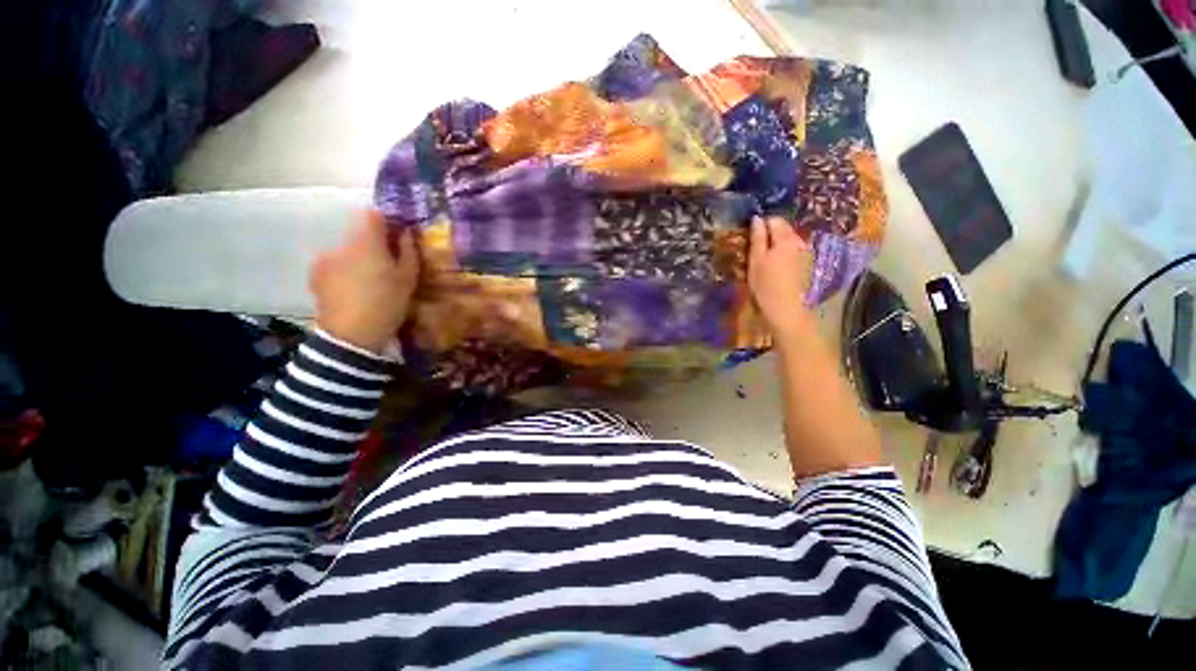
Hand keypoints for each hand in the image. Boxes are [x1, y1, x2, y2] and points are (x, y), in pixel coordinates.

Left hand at [310, 212, 418, 353]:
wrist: (352, 334)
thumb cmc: (388, 303)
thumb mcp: (408, 279)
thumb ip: (408, 251)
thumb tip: (406, 232)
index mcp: (367, 243)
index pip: (373, 215)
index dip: (386, 221)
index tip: (396, 234)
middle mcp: (342, 244)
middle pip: (359, 234)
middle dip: (373, 245)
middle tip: (386, 265)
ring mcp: (325, 258)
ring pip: (346, 250)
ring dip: (357, 258)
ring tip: (368, 281)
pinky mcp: (315, 274)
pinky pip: (334, 264)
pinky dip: (344, 270)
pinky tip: (352, 289)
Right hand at [748, 216, 815, 342]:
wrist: (786, 309)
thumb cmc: (766, 285)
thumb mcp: (756, 260)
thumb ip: (757, 238)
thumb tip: (757, 218)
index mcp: (786, 239)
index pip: (774, 220)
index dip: (761, 225)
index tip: (751, 237)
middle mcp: (799, 241)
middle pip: (784, 229)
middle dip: (771, 234)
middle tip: (756, 249)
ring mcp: (806, 253)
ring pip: (790, 240)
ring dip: (778, 245)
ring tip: (766, 260)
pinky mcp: (808, 265)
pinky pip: (794, 251)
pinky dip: (785, 254)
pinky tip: (777, 268)